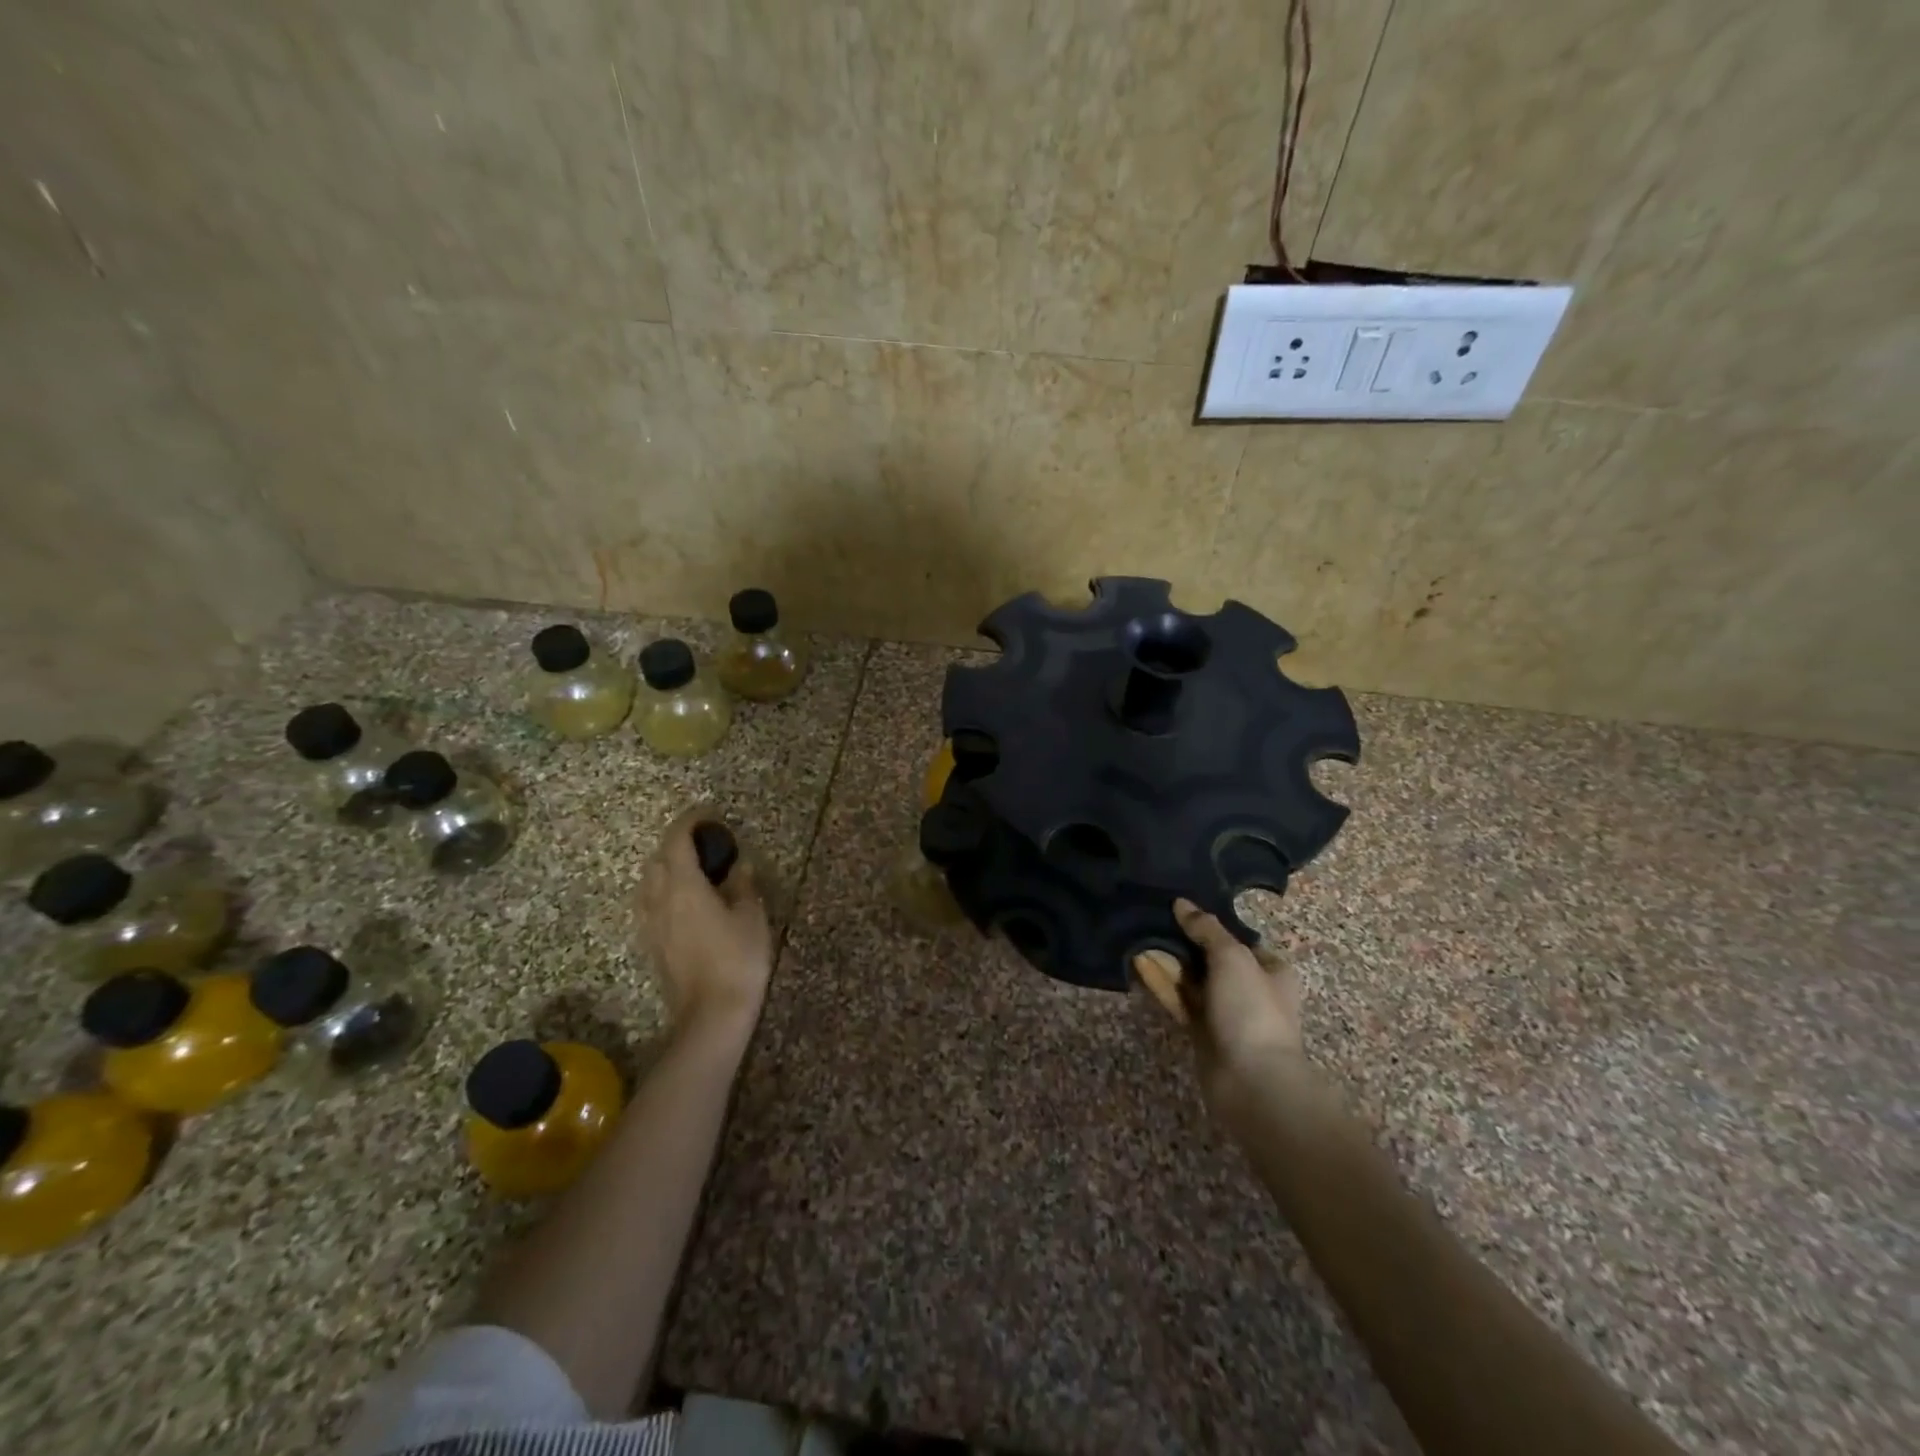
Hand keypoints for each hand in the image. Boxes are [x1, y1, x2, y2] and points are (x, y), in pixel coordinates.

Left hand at [636, 809, 772, 1040]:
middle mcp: (660, 899)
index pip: (678, 841)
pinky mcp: (652, 944)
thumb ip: (743, 886)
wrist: (711, 1014)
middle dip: (677, 844)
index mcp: (684, 886)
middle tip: (705, 843)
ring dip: (667, 868)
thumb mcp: (751, 917)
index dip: (690, 823)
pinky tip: (684, 901)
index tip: (707, 815)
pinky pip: (651, 904)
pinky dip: (664, 891)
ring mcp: (651, 924)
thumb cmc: (737, 959)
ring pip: (650, 882)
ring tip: (694, 870)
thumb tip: (738, 866)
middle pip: (658, 860)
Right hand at [1134, 899, 1305, 1109]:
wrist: (1251, 1081)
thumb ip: (1206, 929)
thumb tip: (1181, 903)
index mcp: (1270, 970)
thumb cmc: (1251, 1010)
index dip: (1209, 924)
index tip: (1178, 909)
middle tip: (1151, 919)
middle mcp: (1249, 989)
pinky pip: (1179, 1001)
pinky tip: (1138, 965)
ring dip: (1168, 962)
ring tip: (1138, 937)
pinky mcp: (1202, 1032)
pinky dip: (1161, 985)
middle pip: (1210, 958)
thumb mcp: (1232, 957)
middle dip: (1183, 942)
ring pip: (1192, 980)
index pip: (1237, 938)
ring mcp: (1225, 1013)